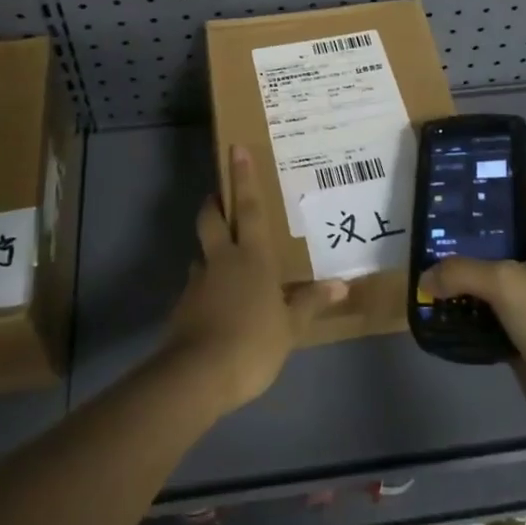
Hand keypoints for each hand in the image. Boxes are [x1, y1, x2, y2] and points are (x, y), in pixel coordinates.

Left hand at [161, 145, 348, 414]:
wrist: (198, 374)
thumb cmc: (253, 342)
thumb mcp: (290, 327)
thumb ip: (311, 303)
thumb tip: (342, 285)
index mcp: (252, 256)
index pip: (249, 208)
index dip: (243, 178)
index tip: (235, 150)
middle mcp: (222, 259)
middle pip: (211, 219)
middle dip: (213, 203)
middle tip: (217, 196)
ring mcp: (198, 282)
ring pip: (202, 253)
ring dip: (209, 249)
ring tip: (222, 260)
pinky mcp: (183, 306)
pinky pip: (196, 286)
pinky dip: (204, 287)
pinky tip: (215, 304)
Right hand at [418, 175, 525, 440]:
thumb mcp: (506, 282)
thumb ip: (462, 271)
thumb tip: (425, 276)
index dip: (516, 174)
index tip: (481, 162)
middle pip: (507, 232)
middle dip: (476, 221)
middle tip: (438, 207)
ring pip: (491, 273)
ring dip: (464, 266)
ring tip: (426, 249)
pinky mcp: (517, 333)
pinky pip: (483, 311)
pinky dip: (462, 306)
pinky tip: (435, 299)